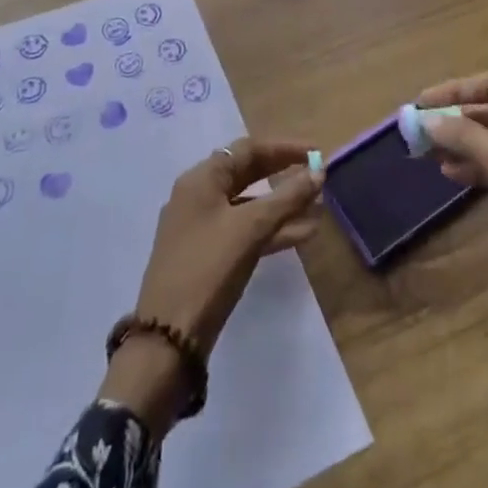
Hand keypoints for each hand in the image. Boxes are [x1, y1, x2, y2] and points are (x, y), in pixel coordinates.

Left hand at [100, 138, 324, 434]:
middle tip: (318, 179)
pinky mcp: (208, 255)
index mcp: (201, 179)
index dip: (284, 148)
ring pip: (249, 205)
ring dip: (283, 206)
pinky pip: (245, 230)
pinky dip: (272, 230)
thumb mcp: (251, 228)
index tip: (316, 153)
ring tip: (319, 210)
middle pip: (248, 174)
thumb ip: (286, 198)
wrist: (168, 338)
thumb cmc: (208, 268)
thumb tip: (318, 172)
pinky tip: (302, 235)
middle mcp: (198, 195)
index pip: (247, 149)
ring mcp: (201, 227)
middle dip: (284, 176)